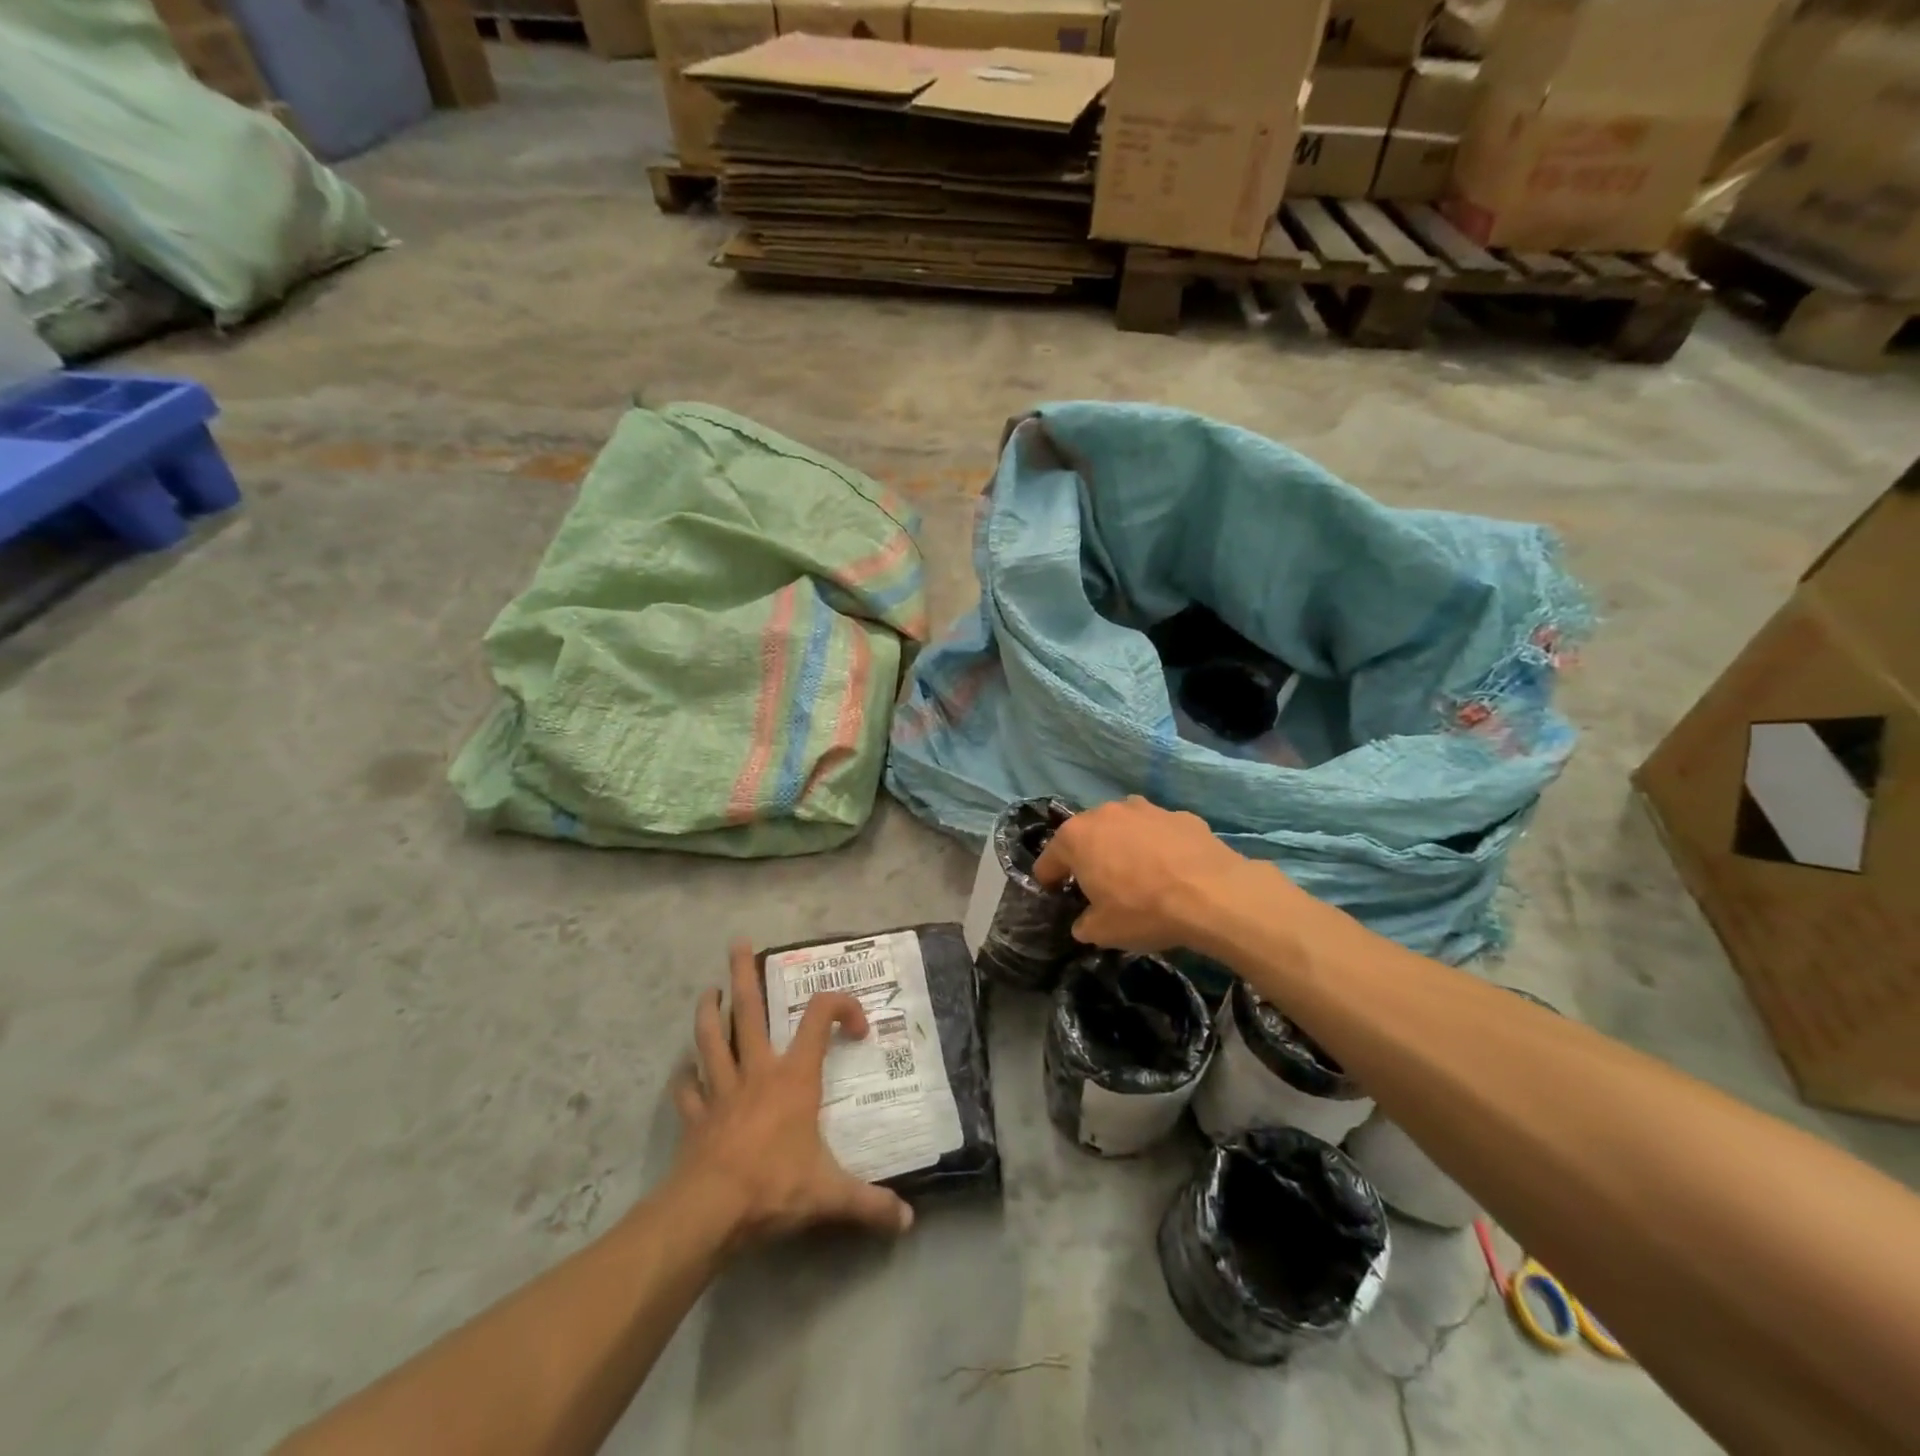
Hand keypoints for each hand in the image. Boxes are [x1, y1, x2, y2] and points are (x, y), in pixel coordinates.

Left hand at [670, 941, 913, 1248]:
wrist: (711, 1211)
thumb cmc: (775, 1186)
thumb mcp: (830, 1194)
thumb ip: (870, 1204)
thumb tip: (909, 1222)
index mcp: (794, 1077)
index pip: (818, 1020)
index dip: (840, 1009)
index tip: (855, 1029)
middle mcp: (757, 1072)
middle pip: (749, 1012)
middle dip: (743, 975)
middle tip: (737, 943)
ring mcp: (721, 1091)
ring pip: (712, 1039)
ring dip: (709, 1013)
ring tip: (709, 992)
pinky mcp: (697, 1117)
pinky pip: (688, 1089)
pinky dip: (685, 1078)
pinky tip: (684, 1072)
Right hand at [1033, 795, 1288, 951]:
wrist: (1213, 894)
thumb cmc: (1144, 910)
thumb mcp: (1103, 931)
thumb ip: (1085, 924)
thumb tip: (1085, 922)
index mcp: (1077, 837)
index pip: (1049, 858)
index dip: (1048, 878)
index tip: (1053, 893)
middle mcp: (1106, 813)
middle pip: (1087, 835)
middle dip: (1088, 857)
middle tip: (1097, 885)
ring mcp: (1145, 809)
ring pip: (1124, 828)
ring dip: (1123, 846)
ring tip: (1137, 874)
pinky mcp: (1180, 814)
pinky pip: (1158, 832)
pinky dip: (1158, 847)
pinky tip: (1172, 870)